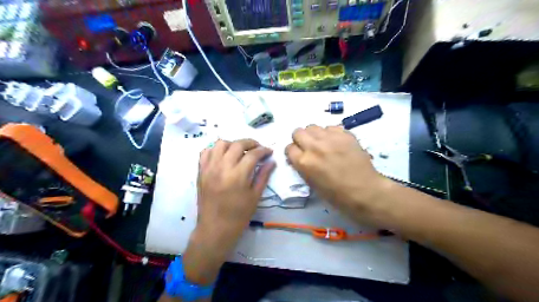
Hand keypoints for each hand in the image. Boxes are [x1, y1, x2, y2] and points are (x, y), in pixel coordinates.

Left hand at [185, 139, 274, 284]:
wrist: (215, 228)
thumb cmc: (239, 215)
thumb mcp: (255, 196)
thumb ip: (263, 176)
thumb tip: (272, 161)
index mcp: (238, 175)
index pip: (253, 154)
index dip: (263, 150)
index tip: (269, 151)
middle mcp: (222, 167)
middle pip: (237, 144)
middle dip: (250, 142)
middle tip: (257, 148)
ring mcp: (209, 168)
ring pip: (220, 143)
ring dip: (233, 144)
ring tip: (240, 151)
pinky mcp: (201, 171)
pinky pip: (206, 152)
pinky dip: (215, 149)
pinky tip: (223, 156)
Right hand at [286, 124, 391, 223]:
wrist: (364, 191)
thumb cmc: (336, 194)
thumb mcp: (312, 184)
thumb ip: (302, 167)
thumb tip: (300, 157)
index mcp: (304, 162)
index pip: (289, 148)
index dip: (293, 152)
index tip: (298, 154)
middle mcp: (314, 147)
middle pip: (298, 132)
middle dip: (300, 139)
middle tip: (308, 146)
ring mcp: (330, 139)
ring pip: (312, 127)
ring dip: (314, 135)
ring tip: (322, 143)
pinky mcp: (344, 134)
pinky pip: (330, 127)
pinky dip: (330, 134)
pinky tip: (336, 143)